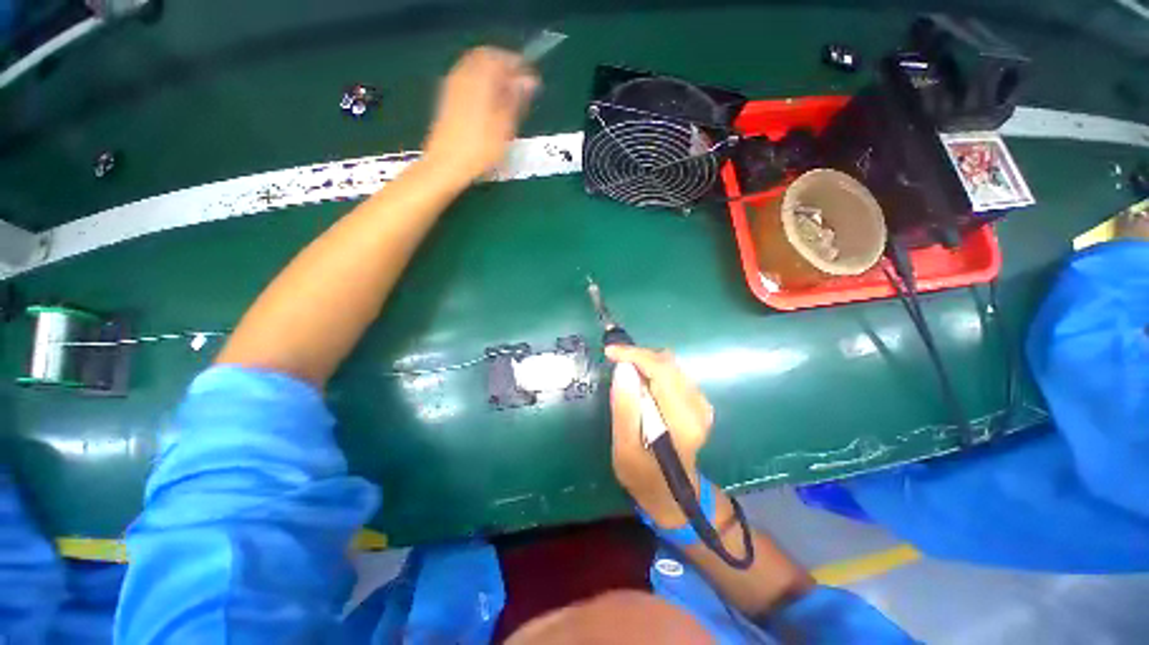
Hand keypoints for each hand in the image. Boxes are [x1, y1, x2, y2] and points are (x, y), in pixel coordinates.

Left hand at [422, 47, 538, 183]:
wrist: (446, 165)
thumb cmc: (479, 149)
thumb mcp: (505, 126)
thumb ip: (516, 99)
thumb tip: (530, 80)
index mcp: (478, 78)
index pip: (500, 57)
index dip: (518, 65)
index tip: (531, 81)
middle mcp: (463, 75)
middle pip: (485, 58)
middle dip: (504, 68)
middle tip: (519, 88)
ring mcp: (452, 86)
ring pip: (475, 69)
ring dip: (492, 77)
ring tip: (507, 98)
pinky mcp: (448, 100)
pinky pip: (467, 80)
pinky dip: (482, 85)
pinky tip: (490, 106)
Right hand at [607, 345, 713, 527]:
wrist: (672, 494)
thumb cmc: (643, 476)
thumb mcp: (625, 448)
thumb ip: (625, 408)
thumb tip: (622, 369)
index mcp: (682, 420)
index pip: (661, 371)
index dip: (635, 355)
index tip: (610, 352)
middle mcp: (697, 406)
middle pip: (668, 363)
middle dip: (638, 355)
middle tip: (613, 359)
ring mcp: (700, 403)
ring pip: (671, 365)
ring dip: (645, 361)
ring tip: (623, 368)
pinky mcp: (697, 402)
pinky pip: (673, 373)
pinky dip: (653, 369)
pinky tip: (639, 380)